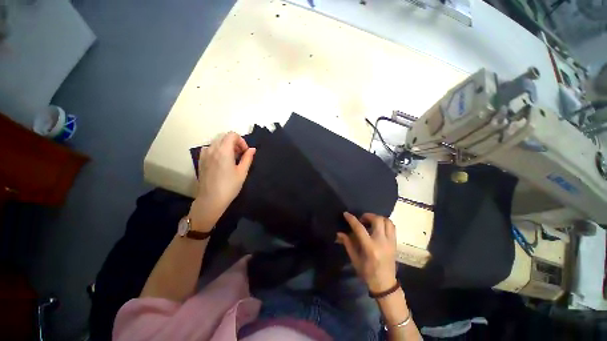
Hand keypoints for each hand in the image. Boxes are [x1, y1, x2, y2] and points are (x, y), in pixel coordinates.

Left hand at [189, 132, 255, 230]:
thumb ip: (248, 158)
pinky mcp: (201, 160)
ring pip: (217, 142)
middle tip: (241, 155)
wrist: (211, 199)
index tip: (245, 152)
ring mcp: (204, 154)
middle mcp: (212, 149)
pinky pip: (210, 148)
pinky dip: (218, 149)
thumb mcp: (242, 172)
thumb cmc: (229, 186)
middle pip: (224, 136)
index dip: (241, 141)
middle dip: (235, 142)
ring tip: (232, 158)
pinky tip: (222, 161)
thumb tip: (252, 149)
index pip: (232, 135)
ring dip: (226, 146)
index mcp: (224, 151)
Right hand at [337, 212, 396, 292]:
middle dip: (368, 216)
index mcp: (370, 248)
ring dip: (378, 218)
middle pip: (377, 220)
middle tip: (361, 220)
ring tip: (370, 222)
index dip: (352, 219)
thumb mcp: (355, 259)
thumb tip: (339, 233)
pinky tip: (378, 227)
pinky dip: (385, 223)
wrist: (385, 284)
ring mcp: (390, 242)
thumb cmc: (367, 273)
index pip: (360, 228)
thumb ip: (347, 244)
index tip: (346, 214)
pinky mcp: (395, 243)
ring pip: (387, 221)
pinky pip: (392, 227)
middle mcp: (382, 242)